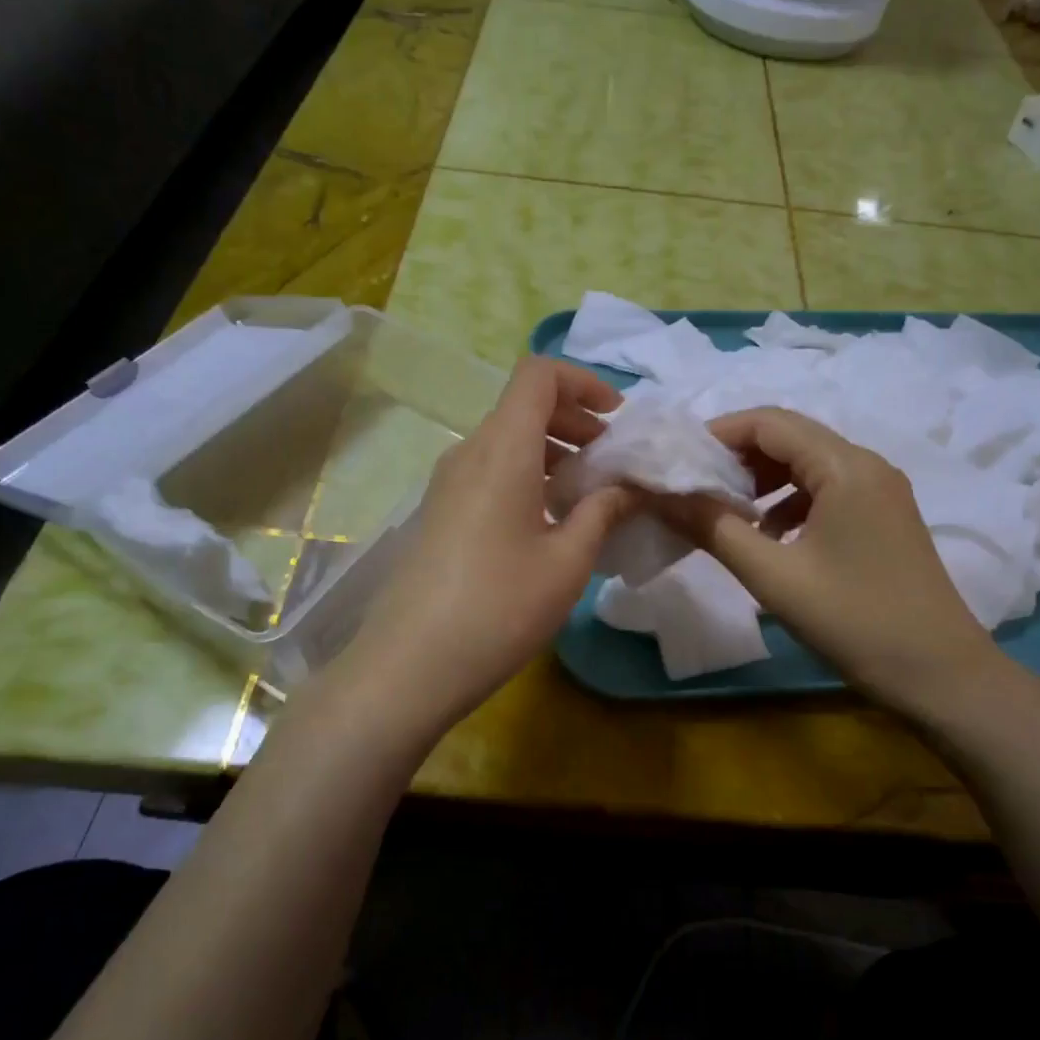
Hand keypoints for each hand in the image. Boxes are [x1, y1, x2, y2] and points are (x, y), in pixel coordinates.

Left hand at [340, 358, 639, 731]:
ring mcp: (448, 483)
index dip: (583, 380)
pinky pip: (490, 471)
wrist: (410, 665)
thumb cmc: (499, 608)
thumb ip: (604, 512)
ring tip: (588, 493)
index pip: (538, 374)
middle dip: (575, 420)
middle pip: (523, 406)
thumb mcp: (568, 562)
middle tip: (612, 459)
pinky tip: (549, 522)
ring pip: (507, 441)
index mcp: (503, 449)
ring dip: (553, 451)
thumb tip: (630, 487)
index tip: (617, 417)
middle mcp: (469, 452)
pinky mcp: (440, 512)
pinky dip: (528, 475)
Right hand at [665, 407, 1010, 717]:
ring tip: (726, 514)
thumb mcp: (773, 576)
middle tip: (694, 488)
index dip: (718, 434)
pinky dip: (789, 503)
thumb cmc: (854, 620)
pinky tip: (770, 538)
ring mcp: (881, 492)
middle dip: (737, 458)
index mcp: (845, 467)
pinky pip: (827, 491)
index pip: (770, 422)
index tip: (678, 462)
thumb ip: (714, 528)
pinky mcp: (884, 518)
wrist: (940, 675)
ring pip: (808, 465)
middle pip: (790, 438)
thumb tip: (662, 496)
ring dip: (762, 481)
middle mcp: (867, 465)